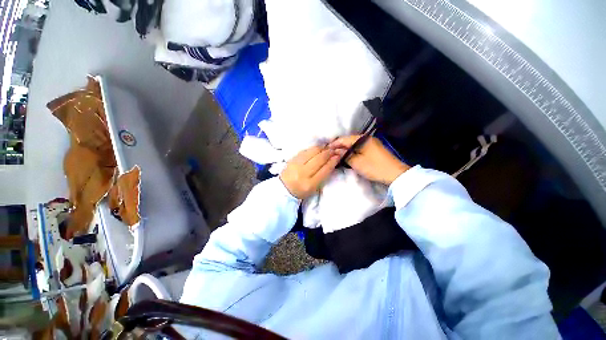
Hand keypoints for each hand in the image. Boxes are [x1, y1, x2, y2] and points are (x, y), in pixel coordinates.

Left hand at [280, 145, 344, 198]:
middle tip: (334, 150)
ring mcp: (296, 165)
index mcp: (310, 184)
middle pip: (319, 159)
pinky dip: (313, 149)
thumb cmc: (302, 190)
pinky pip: (305, 150)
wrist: (284, 188)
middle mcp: (303, 173)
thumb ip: (324, 174)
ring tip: (326, 148)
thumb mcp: (315, 187)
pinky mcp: (292, 159)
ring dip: (322, 148)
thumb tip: (333, 160)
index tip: (338, 156)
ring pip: (312, 152)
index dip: (333, 161)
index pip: (325, 170)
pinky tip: (317, 149)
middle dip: (329, 153)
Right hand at [330, 136, 409, 184]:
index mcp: (362, 139)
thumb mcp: (357, 163)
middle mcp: (367, 138)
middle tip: (330, 153)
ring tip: (336, 154)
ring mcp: (371, 143)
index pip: (344, 139)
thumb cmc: (374, 167)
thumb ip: (344, 155)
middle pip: (349, 140)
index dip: (334, 144)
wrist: (395, 174)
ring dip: (345, 149)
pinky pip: (359, 148)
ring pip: (354, 144)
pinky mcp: (373, 149)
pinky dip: (352, 151)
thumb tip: (335, 151)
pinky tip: (347, 155)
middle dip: (339, 146)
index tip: (326, 149)